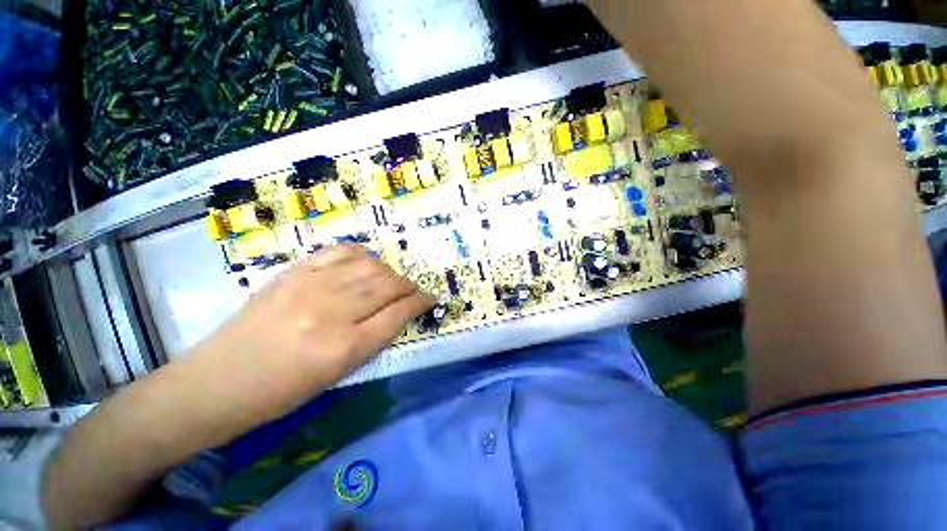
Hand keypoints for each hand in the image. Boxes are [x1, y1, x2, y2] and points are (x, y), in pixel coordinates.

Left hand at [187, 244, 431, 421]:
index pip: (398, 314)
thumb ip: (373, 338)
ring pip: (370, 266)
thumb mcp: (337, 374)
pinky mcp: (294, 272)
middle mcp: (331, 312)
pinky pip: (341, 251)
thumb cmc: (281, 392)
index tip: (429, 299)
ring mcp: (311, 286)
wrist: (218, 381)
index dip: (419, 303)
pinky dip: (362, 255)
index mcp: (343, 348)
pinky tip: (365, 263)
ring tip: (390, 281)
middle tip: (413, 292)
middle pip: (388, 286)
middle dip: (409, 287)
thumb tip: (398, 312)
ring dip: (389, 272)